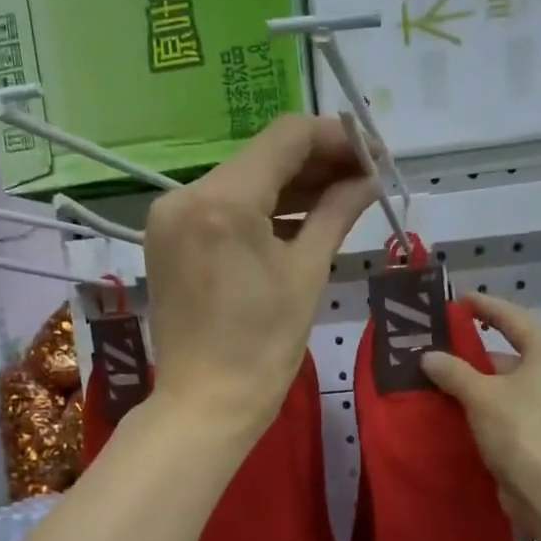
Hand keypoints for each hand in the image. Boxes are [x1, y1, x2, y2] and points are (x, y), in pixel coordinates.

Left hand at [143, 115, 374, 436]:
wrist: (206, 403)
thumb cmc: (263, 347)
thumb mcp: (307, 273)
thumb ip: (336, 212)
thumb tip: (369, 179)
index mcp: (223, 201)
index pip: (287, 137)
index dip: (337, 138)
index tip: (373, 156)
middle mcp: (186, 194)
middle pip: (262, 156)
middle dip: (317, 162)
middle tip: (365, 178)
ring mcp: (170, 217)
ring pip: (241, 180)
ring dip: (289, 185)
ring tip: (340, 198)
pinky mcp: (166, 239)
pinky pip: (221, 208)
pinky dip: (259, 209)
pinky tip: (297, 218)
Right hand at [420, 293, 540, 525]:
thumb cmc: (518, 428)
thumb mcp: (480, 394)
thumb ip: (452, 370)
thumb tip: (428, 356)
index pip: (511, 317)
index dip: (484, 306)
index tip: (458, 300)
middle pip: (508, 350)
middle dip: (472, 349)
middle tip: (438, 343)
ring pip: (505, 380)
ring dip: (474, 379)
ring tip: (437, 375)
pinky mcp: (540, 427)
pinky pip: (506, 404)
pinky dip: (483, 402)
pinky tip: (455, 405)